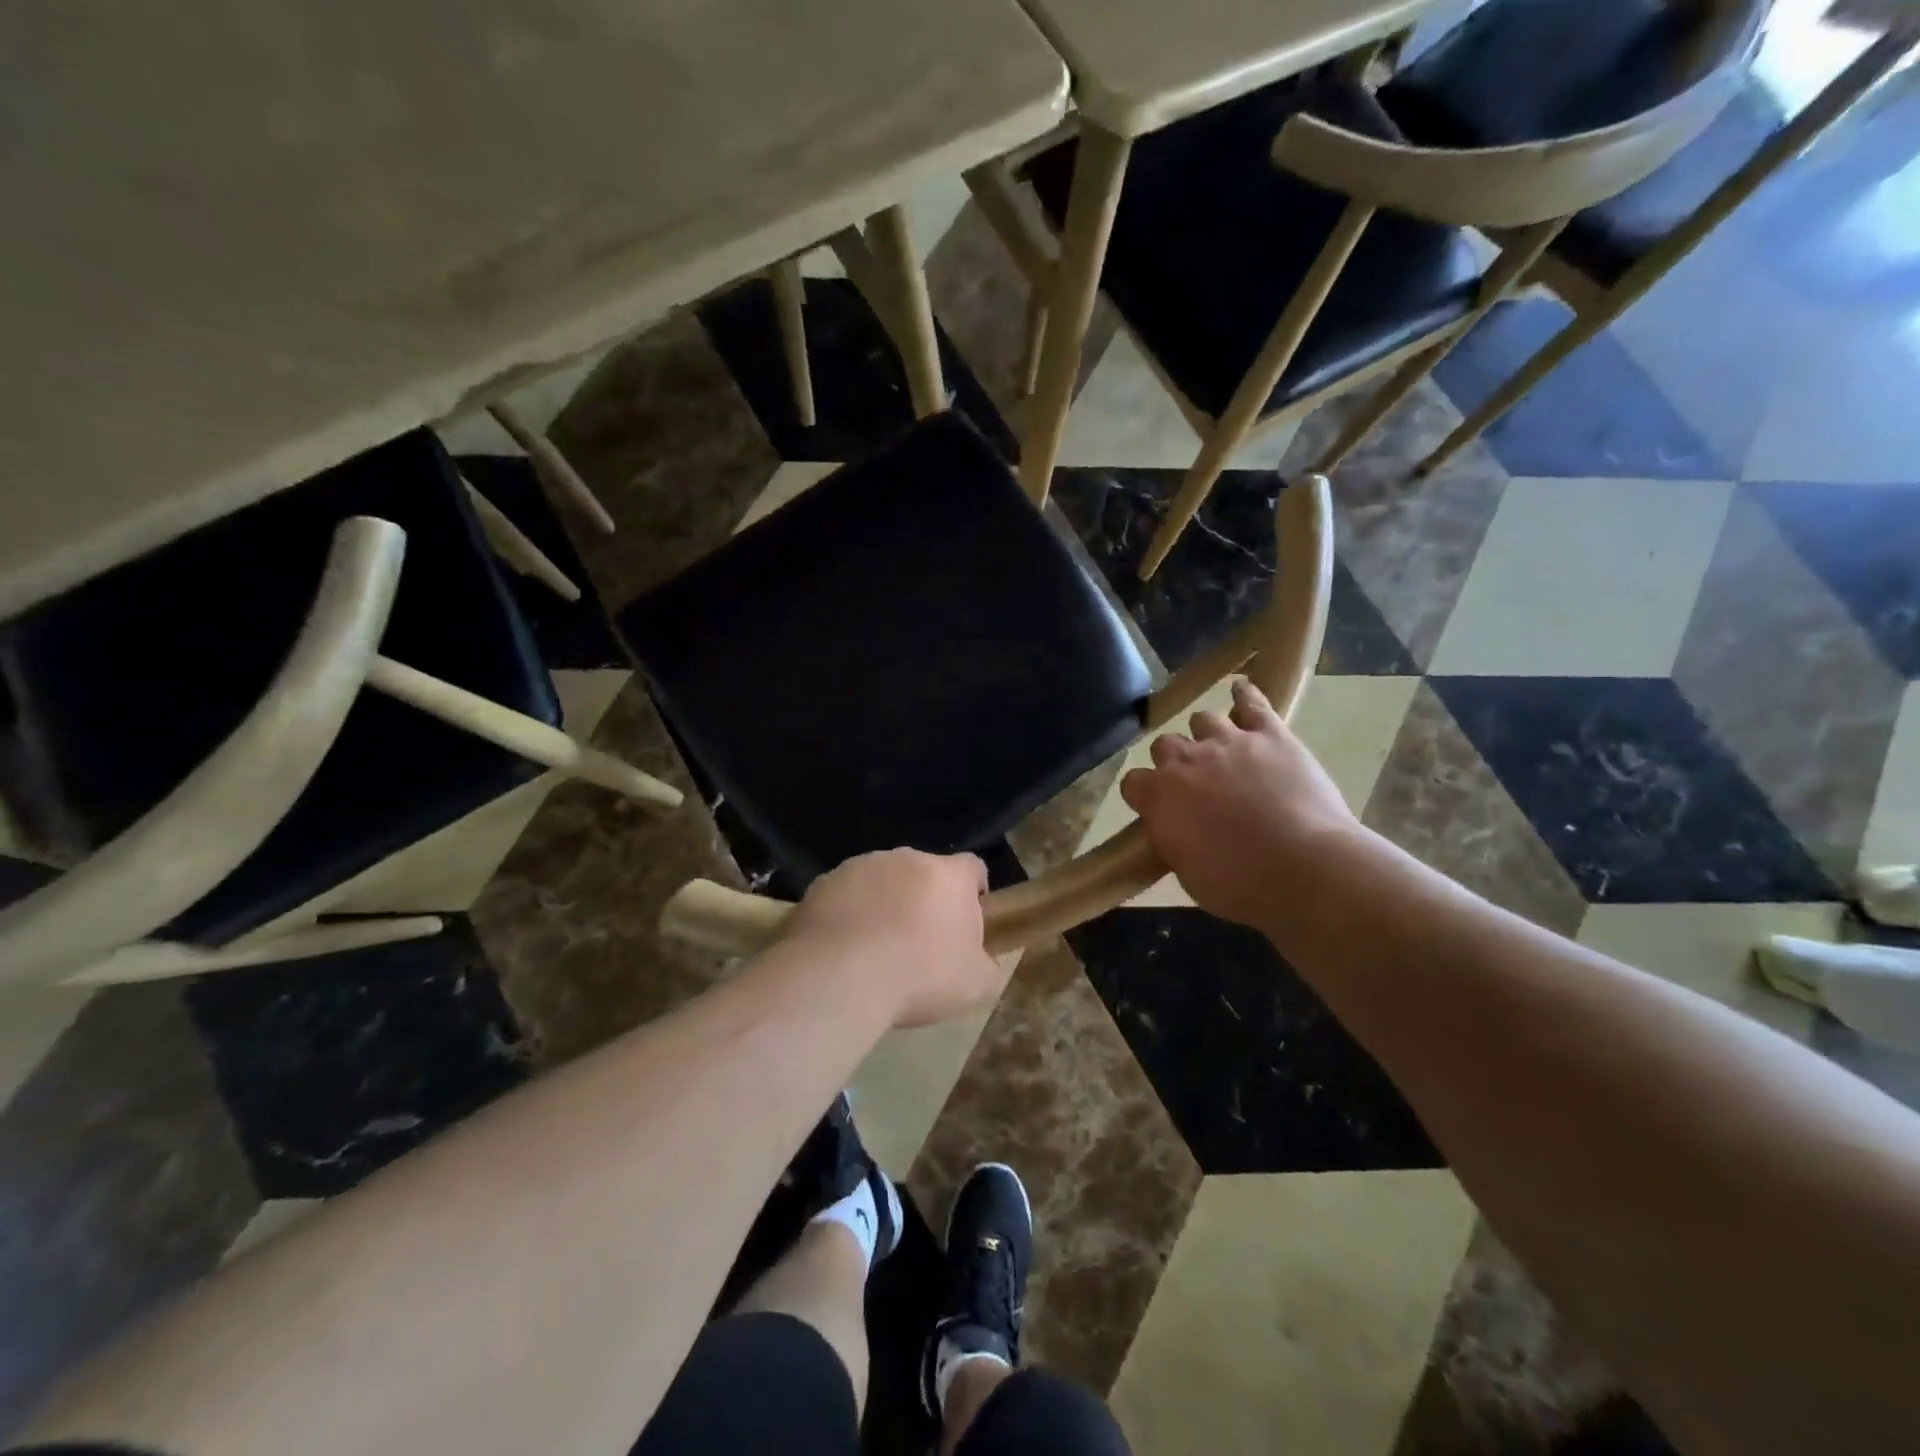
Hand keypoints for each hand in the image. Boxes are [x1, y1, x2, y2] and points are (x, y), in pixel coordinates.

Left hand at [789, 849, 1005, 1027]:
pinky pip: (845, 894)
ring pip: (882, 880)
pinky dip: (849, 912)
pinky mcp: (824, 882)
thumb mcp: (976, 985)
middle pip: (924, 873)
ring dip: (884, 903)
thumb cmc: (919, 977)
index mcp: (948, 875)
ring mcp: (861, 866)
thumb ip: (988, 964)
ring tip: (875, 948)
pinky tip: (843, 948)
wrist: (840, 978)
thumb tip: (982, 961)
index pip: (972, 868)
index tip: (965, 922)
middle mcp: (906, 858)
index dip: (973, 892)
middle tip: (919, 943)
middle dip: (925, 899)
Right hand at [1121, 678, 1361, 930]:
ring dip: (1207, 733)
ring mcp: (1229, 742)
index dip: (1144, 794)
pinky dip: (1245, 695)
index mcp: (1159, 796)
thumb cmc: (1239, 885)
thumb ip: (1173, 839)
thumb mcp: (1187, 872)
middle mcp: (1186, 760)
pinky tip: (1241, 688)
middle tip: (1194, 783)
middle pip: (1165, 744)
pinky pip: (1253, 703)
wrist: (1303, 869)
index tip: (1157, 809)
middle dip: (1175, 761)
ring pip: (1204, 719)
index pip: (1133, 782)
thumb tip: (1175, 828)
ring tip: (1220, 748)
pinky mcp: (1271, 735)